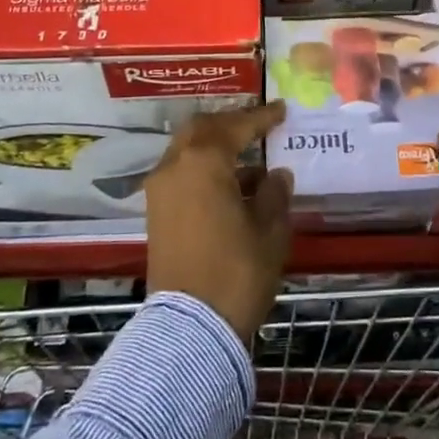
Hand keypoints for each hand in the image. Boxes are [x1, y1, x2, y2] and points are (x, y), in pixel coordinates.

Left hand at [144, 102, 293, 343]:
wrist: (190, 328)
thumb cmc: (237, 272)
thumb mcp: (269, 231)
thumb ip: (274, 194)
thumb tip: (276, 174)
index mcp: (203, 162)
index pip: (236, 127)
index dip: (262, 118)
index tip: (282, 111)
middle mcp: (174, 166)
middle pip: (202, 129)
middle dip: (230, 124)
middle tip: (258, 126)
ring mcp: (160, 190)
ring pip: (187, 150)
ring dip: (216, 148)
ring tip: (251, 161)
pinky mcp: (155, 213)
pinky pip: (181, 173)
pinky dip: (203, 169)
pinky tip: (231, 187)